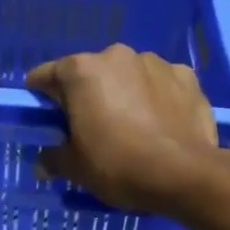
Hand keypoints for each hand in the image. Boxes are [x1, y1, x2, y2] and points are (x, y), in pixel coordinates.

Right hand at [26, 45, 218, 212]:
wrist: (185, 174)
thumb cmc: (119, 166)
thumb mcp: (77, 169)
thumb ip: (54, 158)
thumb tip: (45, 162)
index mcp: (81, 71)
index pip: (45, 77)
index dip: (42, 99)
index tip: (47, 121)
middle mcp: (116, 55)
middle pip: (90, 74)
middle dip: (88, 96)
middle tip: (93, 130)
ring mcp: (155, 62)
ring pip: (128, 76)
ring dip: (125, 94)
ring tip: (134, 128)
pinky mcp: (187, 76)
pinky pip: (161, 84)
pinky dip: (157, 98)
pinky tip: (162, 124)